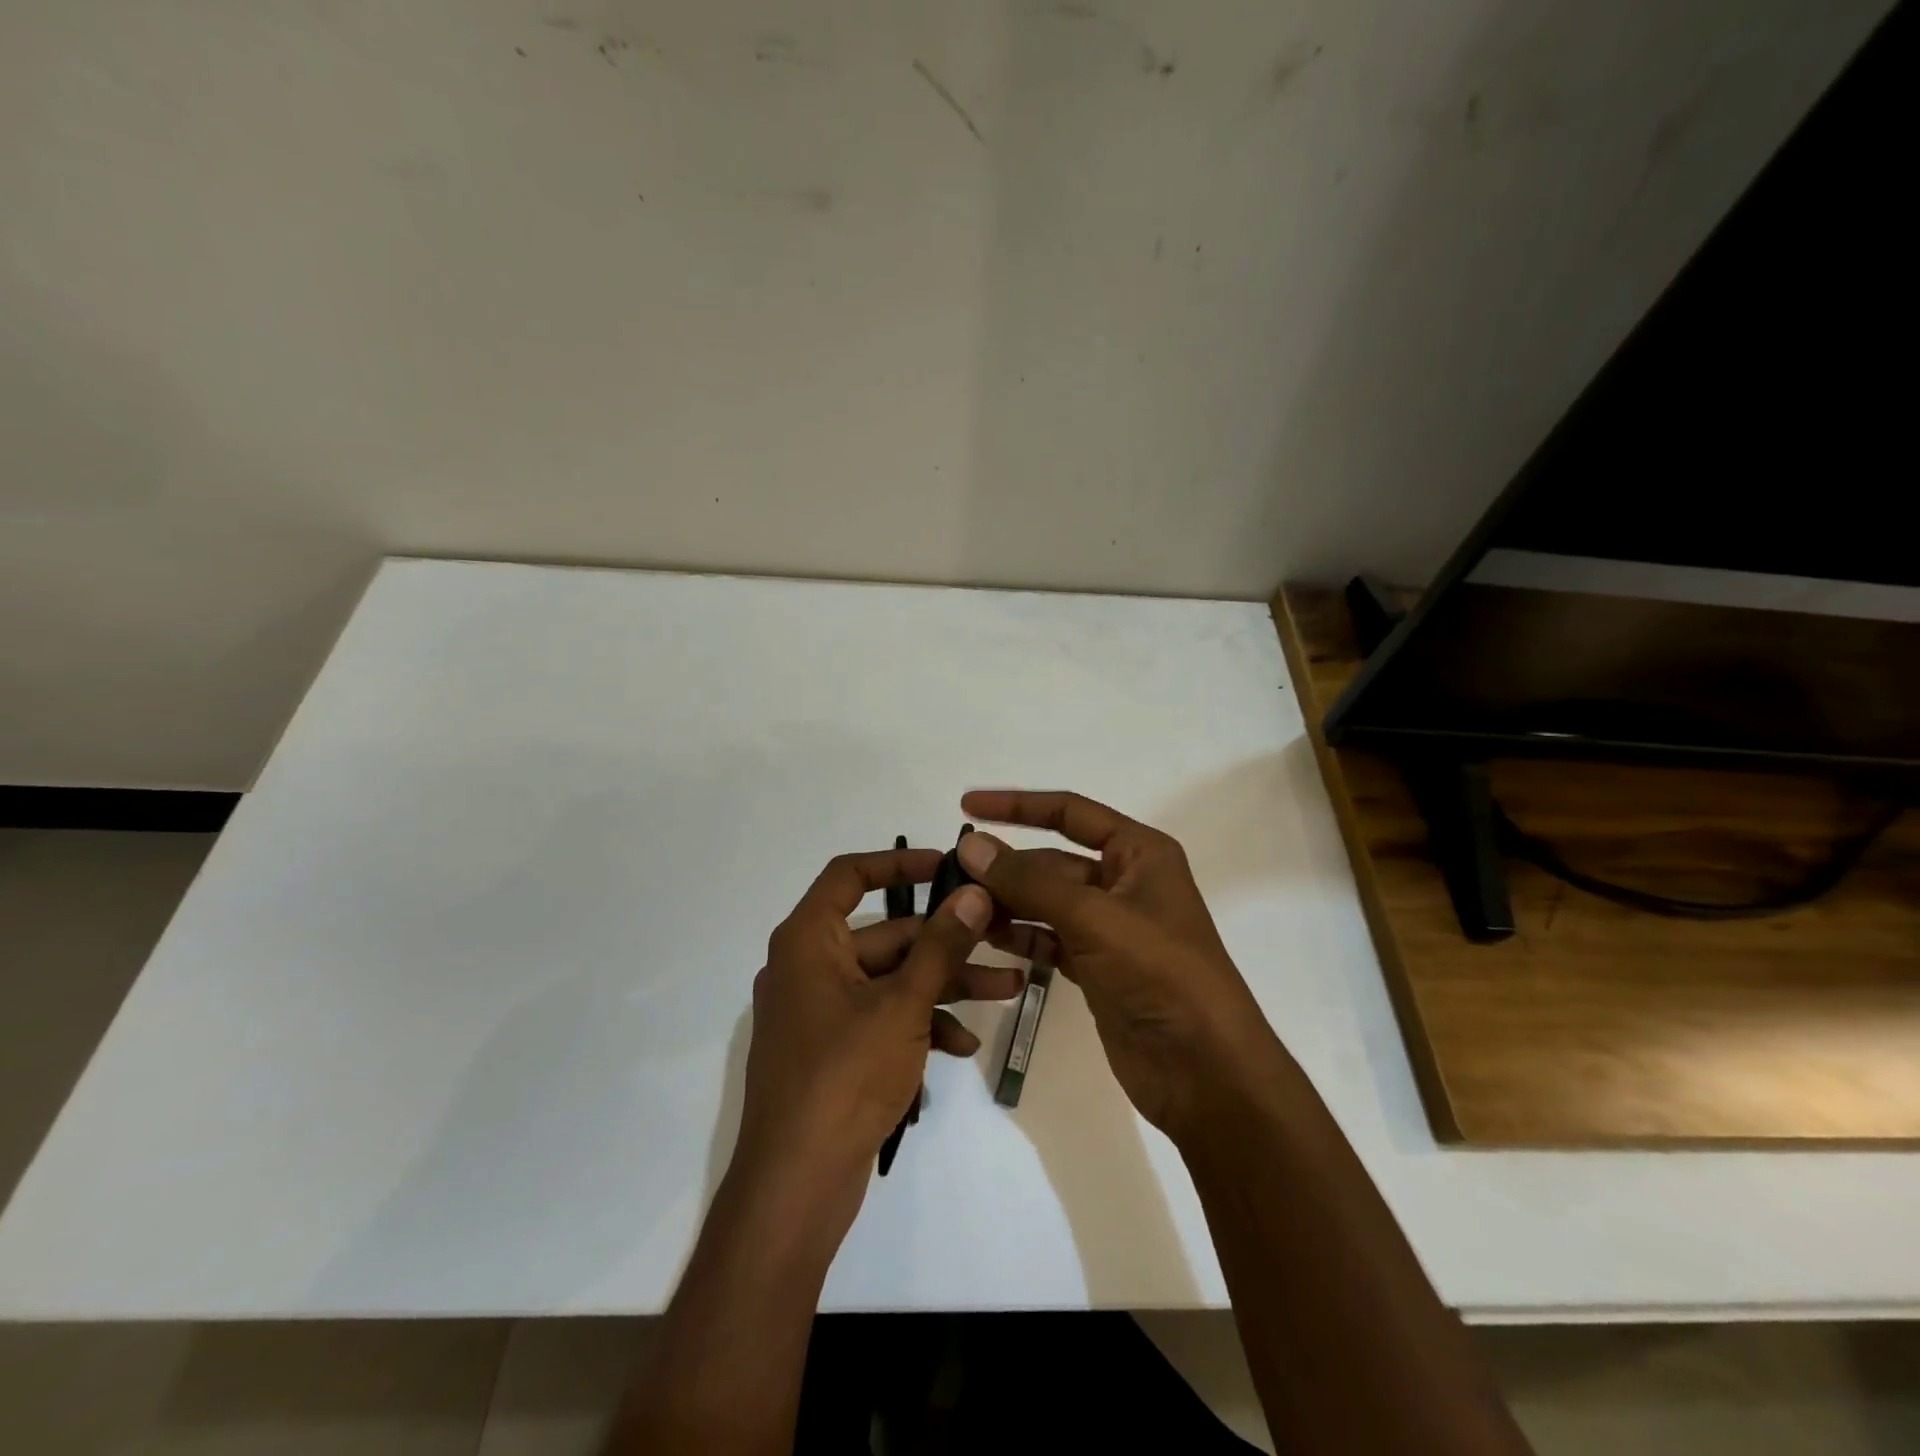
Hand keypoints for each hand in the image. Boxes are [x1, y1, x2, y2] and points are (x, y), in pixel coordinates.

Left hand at [729, 846, 1019, 1241]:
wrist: (796, 1186)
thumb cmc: (844, 1077)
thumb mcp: (903, 1005)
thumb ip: (941, 946)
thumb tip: (975, 893)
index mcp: (808, 941)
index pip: (849, 875)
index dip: (898, 862)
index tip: (948, 864)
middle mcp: (809, 966)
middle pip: (885, 934)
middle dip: (947, 941)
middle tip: (1003, 937)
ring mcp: (821, 1011)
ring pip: (892, 979)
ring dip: (945, 985)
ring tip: (1007, 991)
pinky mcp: (835, 1049)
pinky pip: (883, 1018)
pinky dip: (921, 1023)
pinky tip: (963, 1045)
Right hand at [956, 790, 1279, 1141]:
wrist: (1204, 1070)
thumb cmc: (1159, 973)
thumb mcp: (1093, 917)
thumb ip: (1028, 881)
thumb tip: (970, 844)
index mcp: (1139, 853)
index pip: (1070, 812)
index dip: (1017, 806)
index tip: (967, 806)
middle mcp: (1125, 882)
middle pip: (1052, 862)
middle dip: (1006, 868)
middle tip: (952, 875)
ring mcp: (1110, 928)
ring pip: (1047, 903)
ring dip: (1007, 904)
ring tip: (961, 911)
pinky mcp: (1097, 967)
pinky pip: (1049, 939)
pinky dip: (1021, 938)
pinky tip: (987, 941)